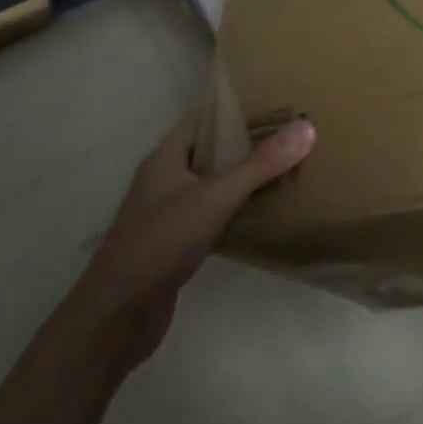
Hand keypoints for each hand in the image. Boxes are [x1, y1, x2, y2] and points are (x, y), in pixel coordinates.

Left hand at [64, 115, 314, 370]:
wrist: (116, 318)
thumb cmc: (160, 244)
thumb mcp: (215, 198)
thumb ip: (260, 164)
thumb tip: (306, 127)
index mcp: (165, 159)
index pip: (204, 119)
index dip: (237, 109)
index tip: (277, 104)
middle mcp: (164, 181)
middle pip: (212, 151)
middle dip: (249, 143)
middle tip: (292, 136)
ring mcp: (168, 213)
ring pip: (214, 184)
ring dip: (245, 178)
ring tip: (288, 168)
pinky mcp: (176, 244)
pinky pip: (214, 214)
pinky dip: (238, 209)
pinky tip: (266, 213)